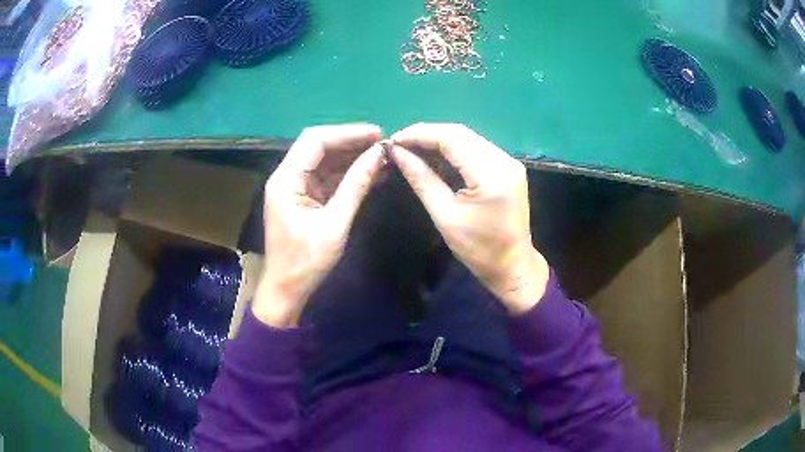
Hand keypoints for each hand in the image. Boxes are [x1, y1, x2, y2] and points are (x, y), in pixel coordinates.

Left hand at [254, 124, 384, 326]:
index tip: (377, 134)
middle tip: (384, 144)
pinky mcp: (304, 199)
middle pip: (319, 147)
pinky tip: (372, 174)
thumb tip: (379, 155)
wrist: (287, 291)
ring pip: (325, 162)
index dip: (347, 133)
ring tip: (383, 158)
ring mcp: (295, 188)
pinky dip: (348, 175)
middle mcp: (287, 177)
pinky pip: (327, 179)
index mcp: (286, 180)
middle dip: (351, 143)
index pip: (315, 141)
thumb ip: (356, 186)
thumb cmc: (306, 262)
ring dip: (352, 158)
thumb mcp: (335, 224)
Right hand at [391, 123, 548, 313]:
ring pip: (467, 138)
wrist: (513, 266)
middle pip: (460, 134)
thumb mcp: (444, 216)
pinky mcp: (507, 167)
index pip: (452, 138)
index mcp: (492, 174)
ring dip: (438, 141)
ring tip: (411, 150)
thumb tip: (397, 153)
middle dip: (427, 135)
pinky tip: (434, 157)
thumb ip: (421, 179)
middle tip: (399, 145)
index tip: (393, 140)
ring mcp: (509, 162)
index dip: (420, 134)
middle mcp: (504, 160)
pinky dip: (452, 150)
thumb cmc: (478, 250)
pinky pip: (476, 149)